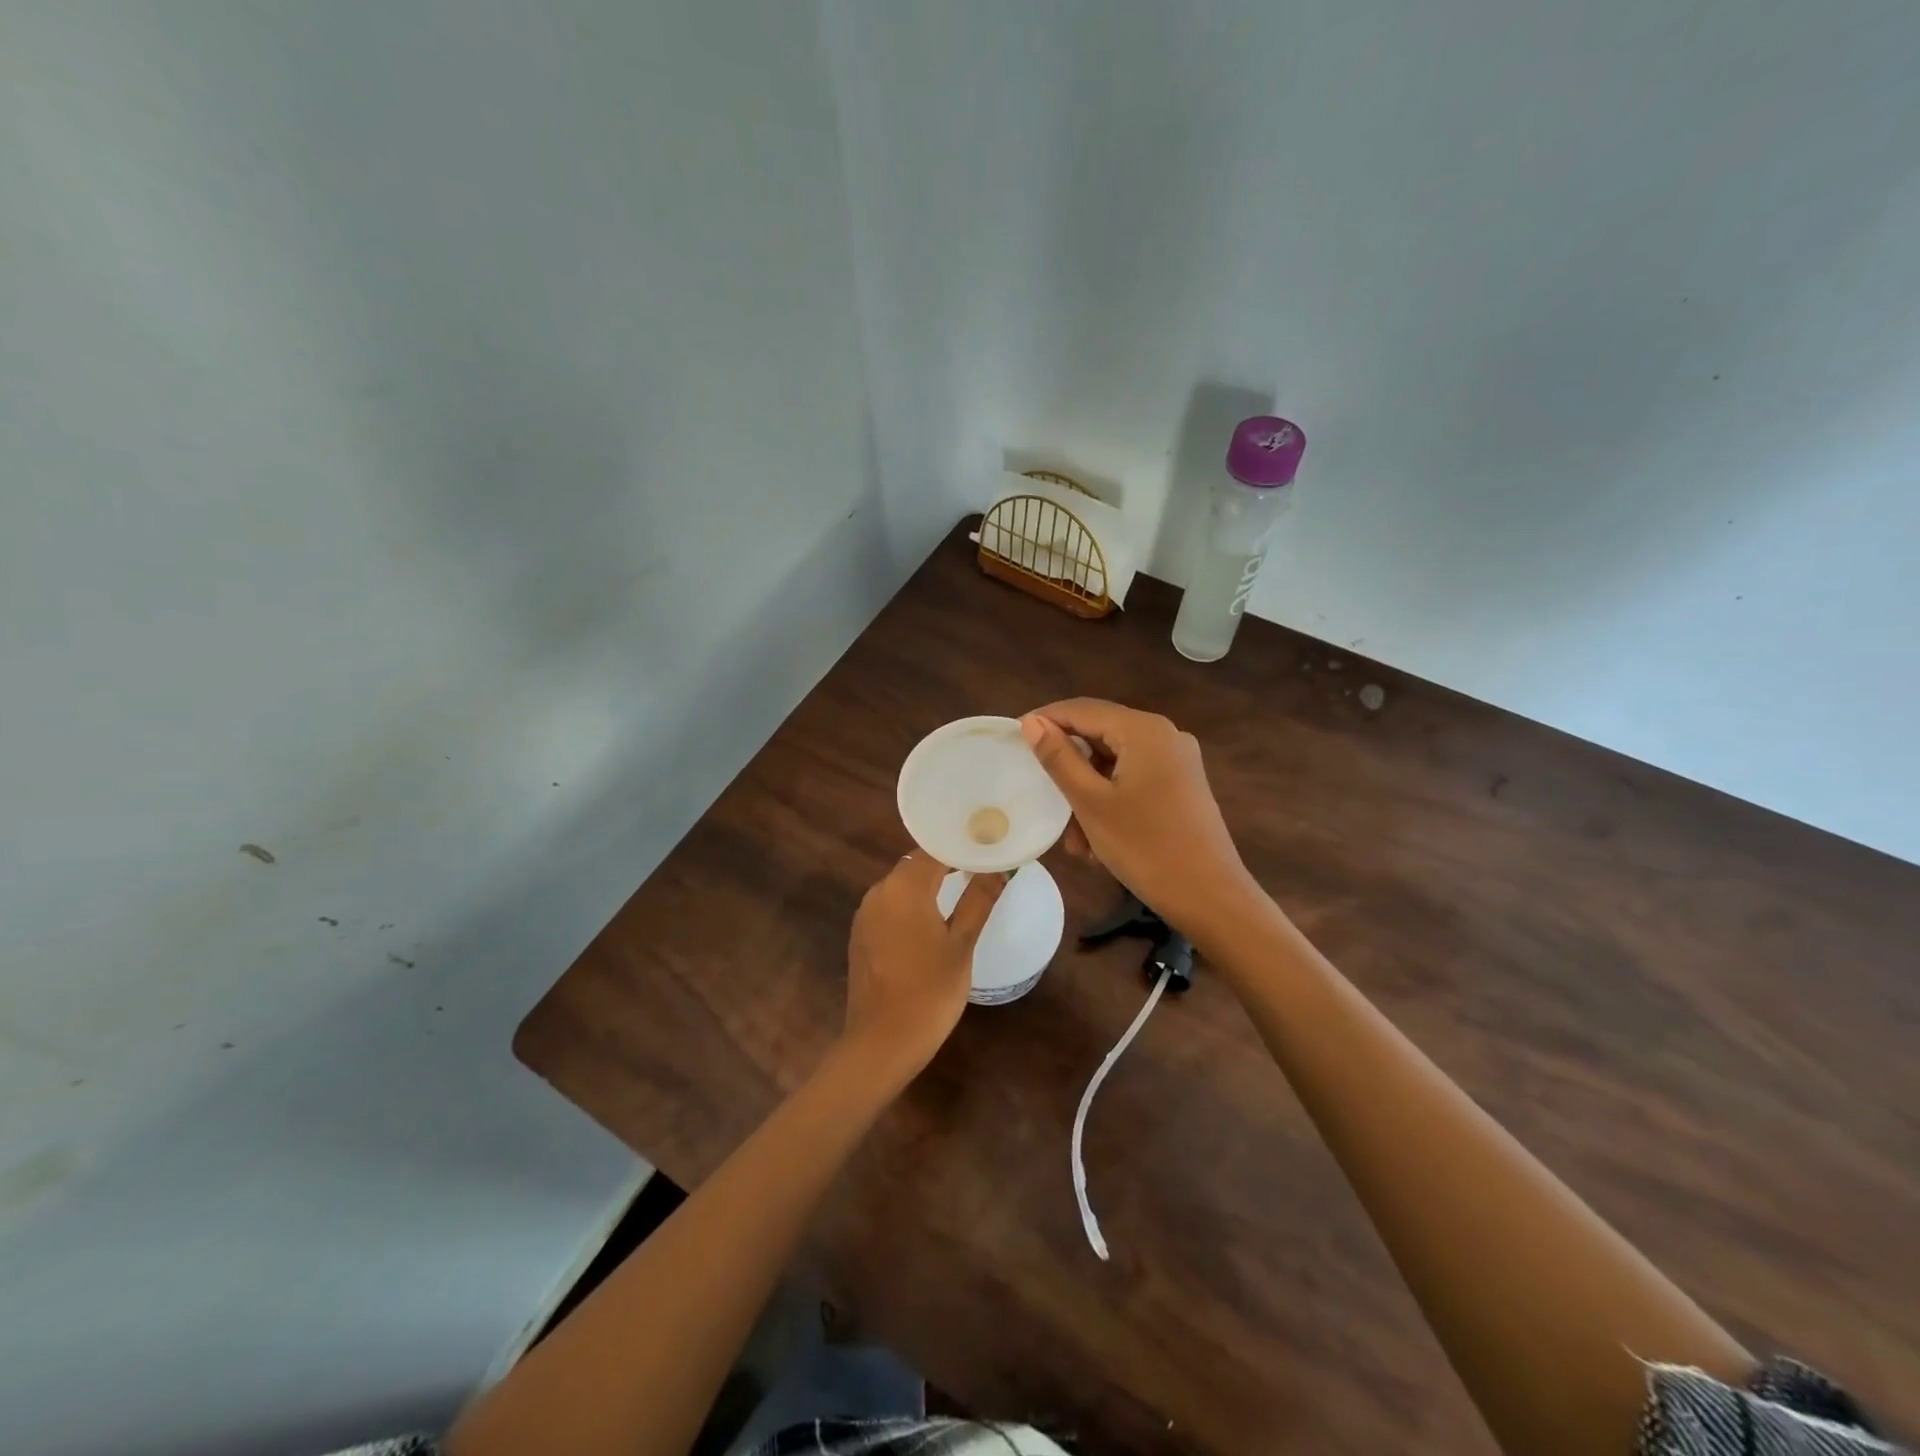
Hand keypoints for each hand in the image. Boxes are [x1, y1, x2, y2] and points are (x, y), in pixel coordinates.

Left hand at [842, 851, 1003, 1081]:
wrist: (881, 1042)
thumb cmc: (930, 991)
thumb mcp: (961, 944)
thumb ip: (978, 900)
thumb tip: (999, 867)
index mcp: (904, 887)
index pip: (935, 850)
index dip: (962, 845)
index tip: (988, 847)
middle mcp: (879, 892)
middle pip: (916, 864)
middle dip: (947, 863)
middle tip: (981, 867)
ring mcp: (866, 914)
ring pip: (902, 885)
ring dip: (929, 884)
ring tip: (963, 889)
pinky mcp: (861, 935)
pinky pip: (890, 906)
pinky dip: (912, 904)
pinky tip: (933, 919)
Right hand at [1020, 699, 1256, 933]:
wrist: (1211, 897)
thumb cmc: (1145, 847)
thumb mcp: (1091, 802)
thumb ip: (1059, 758)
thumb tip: (1031, 722)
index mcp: (1144, 730)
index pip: (1082, 709)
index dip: (1045, 720)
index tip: (1013, 740)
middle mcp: (1164, 735)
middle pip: (1100, 736)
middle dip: (1069, 769)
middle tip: (1043, 798)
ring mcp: (1177, 761)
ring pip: (1115, 764)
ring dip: (1088, 795)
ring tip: (1074, 841)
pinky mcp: (1182, 786)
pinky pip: (1135, 780)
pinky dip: (1110, 801)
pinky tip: (1098, 841)